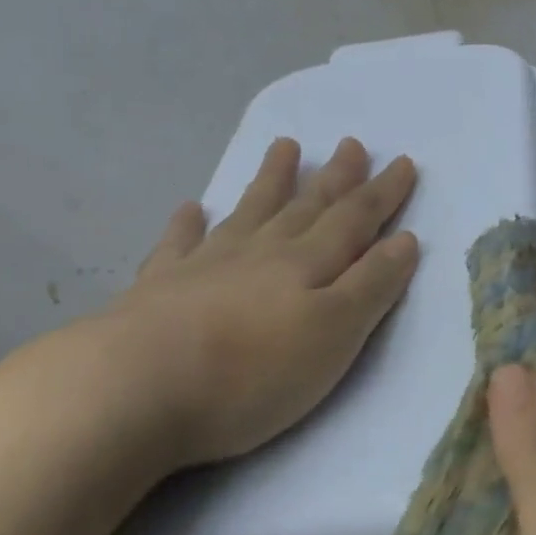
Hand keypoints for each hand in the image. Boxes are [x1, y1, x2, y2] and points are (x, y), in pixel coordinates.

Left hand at [101, 136, 418, 471]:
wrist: (130, 390)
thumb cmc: (251, 371)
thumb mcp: (335, 333)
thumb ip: (372, 285)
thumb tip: (404, 239)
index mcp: (308, 264)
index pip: (356, 219)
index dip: (383, 193)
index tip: (404, 161)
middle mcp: (262, 253)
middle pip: (307, 207)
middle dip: (336, 178)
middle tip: (351, 144)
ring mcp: (206, 266)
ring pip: (250, 213)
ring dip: (272, 181)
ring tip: (285, 147)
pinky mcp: (158, 290)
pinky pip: (178, 245)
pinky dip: (187, 224)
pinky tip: (190, 208)